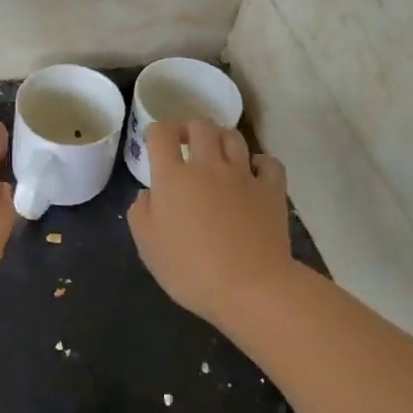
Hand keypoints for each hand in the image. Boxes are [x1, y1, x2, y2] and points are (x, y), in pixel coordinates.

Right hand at [128, 119, 295, 325]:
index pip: (162, 134)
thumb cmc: (190, 269)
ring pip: (233, 136)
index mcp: (173, 177)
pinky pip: (267, 161)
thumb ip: (140, 212)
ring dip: (221, 139)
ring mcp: (243, 175)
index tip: (155, 144)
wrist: (250, 287)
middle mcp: (208, 166)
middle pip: (200, 126)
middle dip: (190, 129)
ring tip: (217, 155)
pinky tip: (252, 174)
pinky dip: (259, 162)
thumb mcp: (148, 246)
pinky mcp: (271, 189)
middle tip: (186, 146)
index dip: (156, 132)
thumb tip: (149, 194)